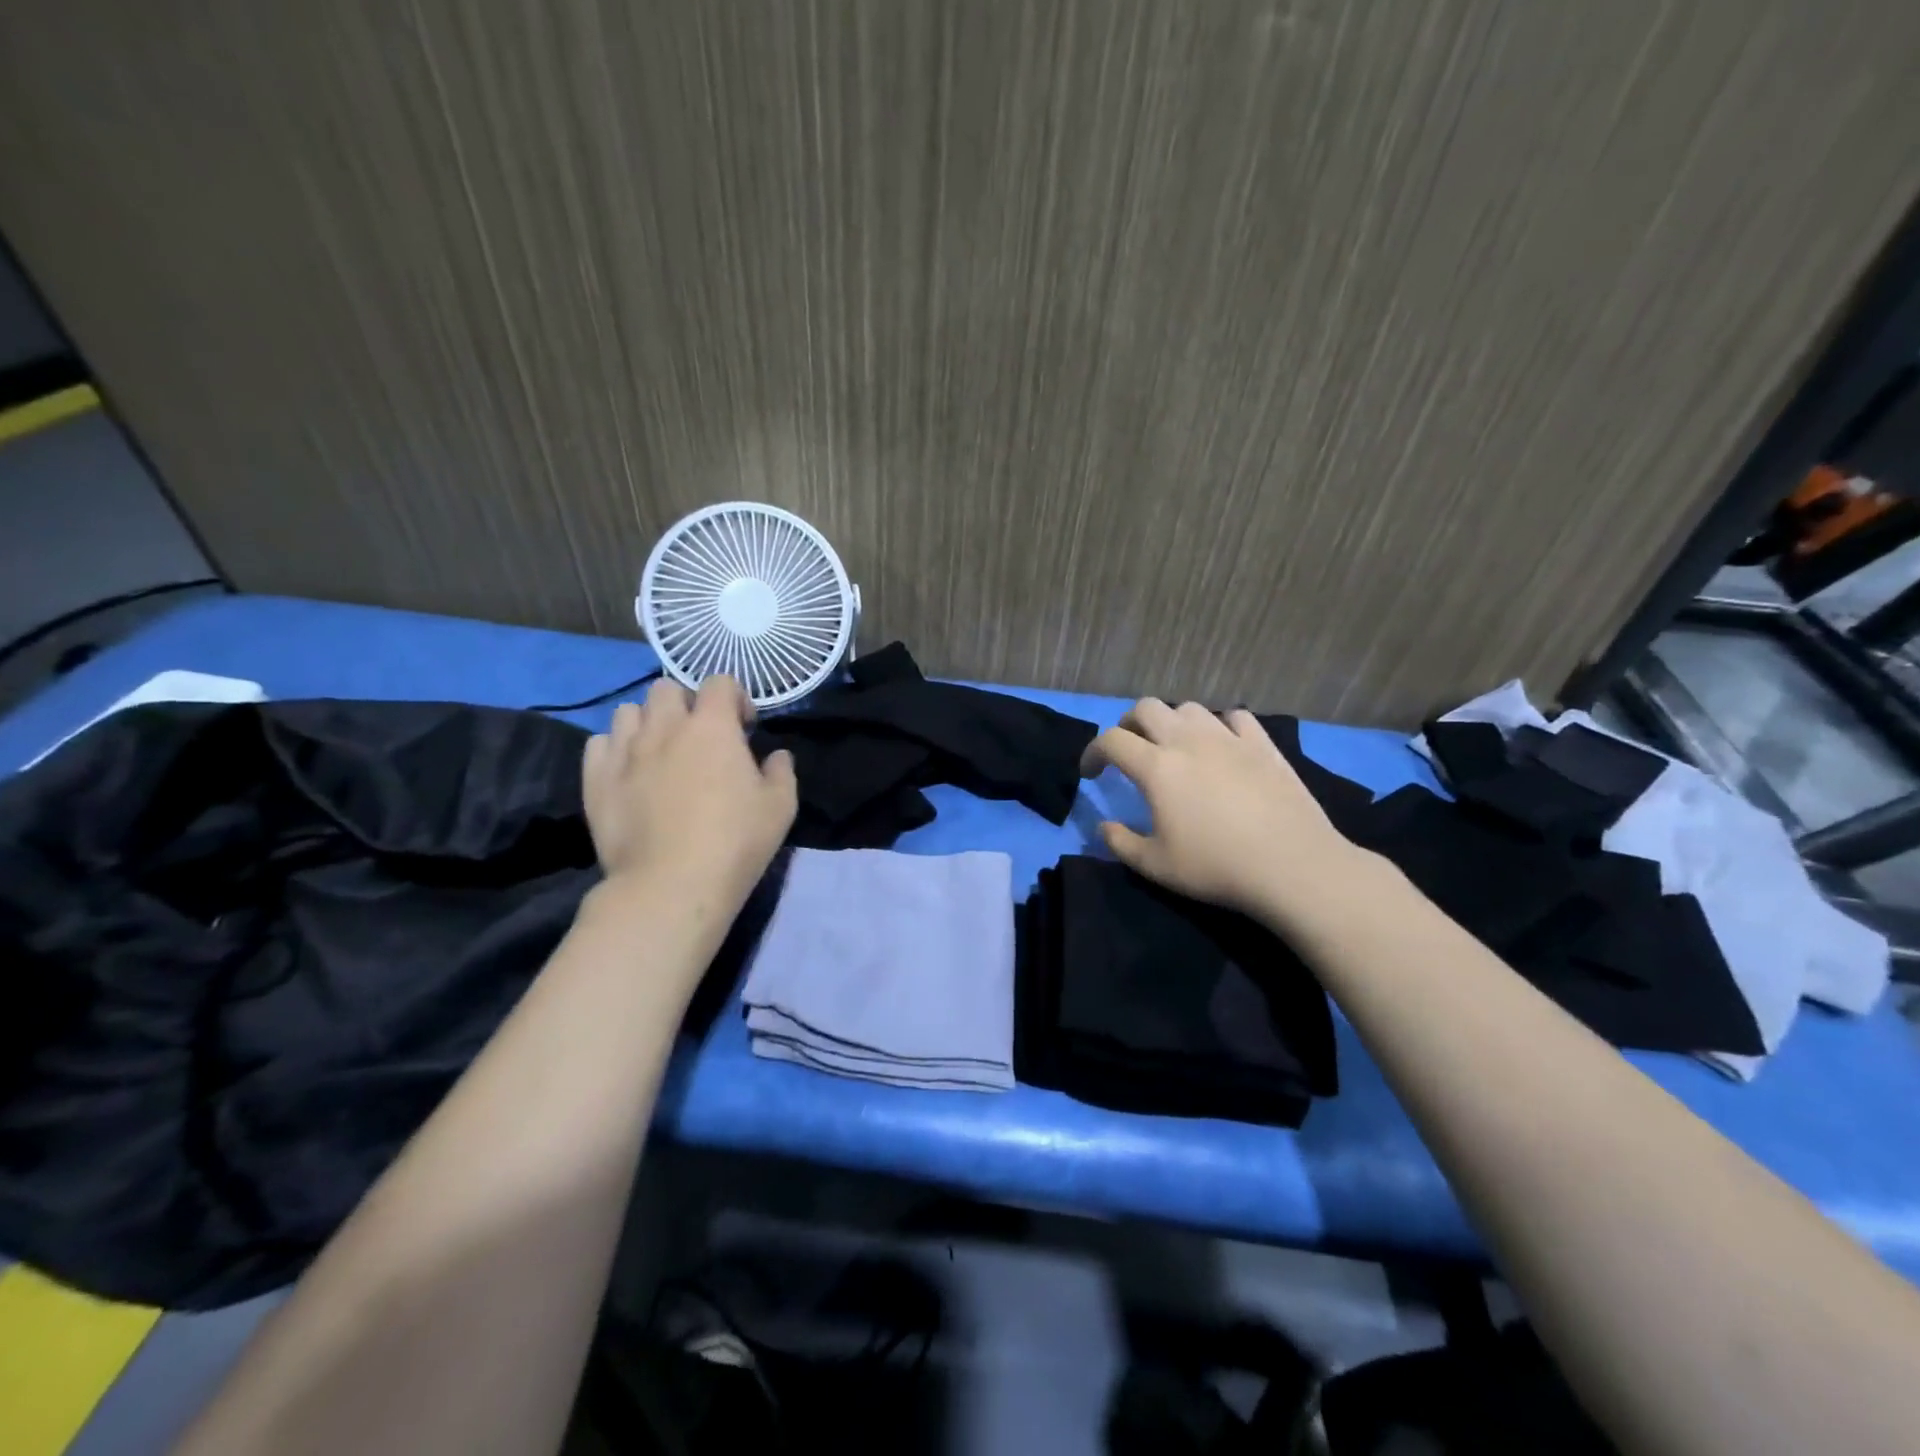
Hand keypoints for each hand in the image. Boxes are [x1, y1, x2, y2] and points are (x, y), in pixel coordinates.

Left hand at [582, 676, 796, 905]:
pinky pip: (598, 743)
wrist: (671, 886)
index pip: (720, 682)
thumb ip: (781, 772)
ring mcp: (625, 751)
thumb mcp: (781, 807)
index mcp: (712, 726)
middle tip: (699, 737)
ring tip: (660, 751)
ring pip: (628, 710)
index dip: (735, 698)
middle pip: (667, 688)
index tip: (744, 728)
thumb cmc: (735, 842)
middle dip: (686, 704)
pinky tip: (629, 771)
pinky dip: (615, 748)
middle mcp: (665, 727)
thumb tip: (776, 756)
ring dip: (648, 722)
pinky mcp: (596, 779)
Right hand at [1081, 699, 1371, 921]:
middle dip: (1128, 724)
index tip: (1091, 773)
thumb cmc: (1216, 867)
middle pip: (1146, 708)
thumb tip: (1104, 826)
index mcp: (1156, 767)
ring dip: (1173, 722)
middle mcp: (1188, 741)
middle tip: (1129, 749)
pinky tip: (1223, 745)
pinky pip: (1235, 717)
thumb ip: (1120, 843)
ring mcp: (1228, 738)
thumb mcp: (1155, 866)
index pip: (1111, 741)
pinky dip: (1220, 725)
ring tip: (1175, 747)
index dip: (1093, 752)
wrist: (1292, 865)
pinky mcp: (1263, 745)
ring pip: (1189, 708)